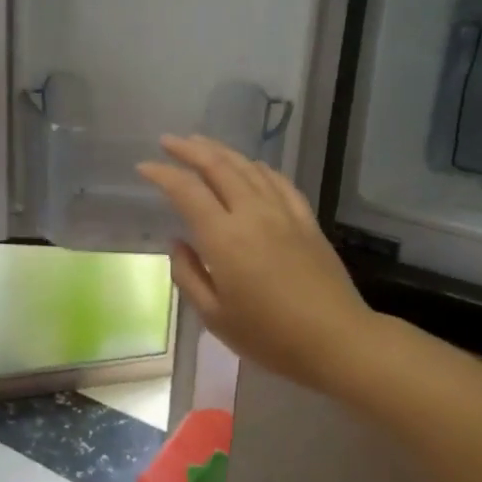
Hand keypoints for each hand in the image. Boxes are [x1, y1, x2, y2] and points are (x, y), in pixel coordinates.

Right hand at [137, 135, 374, 397]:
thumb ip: (189, 275)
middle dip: (189, 150)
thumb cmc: (269, 336)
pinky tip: (252, 165)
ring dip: (221, 151)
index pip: (186, 191)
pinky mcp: (306, 220)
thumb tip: (178, 243)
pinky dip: (259, 167)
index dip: (162, 174)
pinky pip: (279, 181)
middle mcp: (252, 214)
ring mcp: (283, 213)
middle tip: (168, 141)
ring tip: (201, 143)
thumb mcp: (214, 316)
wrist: (336, 340)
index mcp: (224, 238)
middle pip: (218, 167)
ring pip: (249, 167)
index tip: (144, 167)